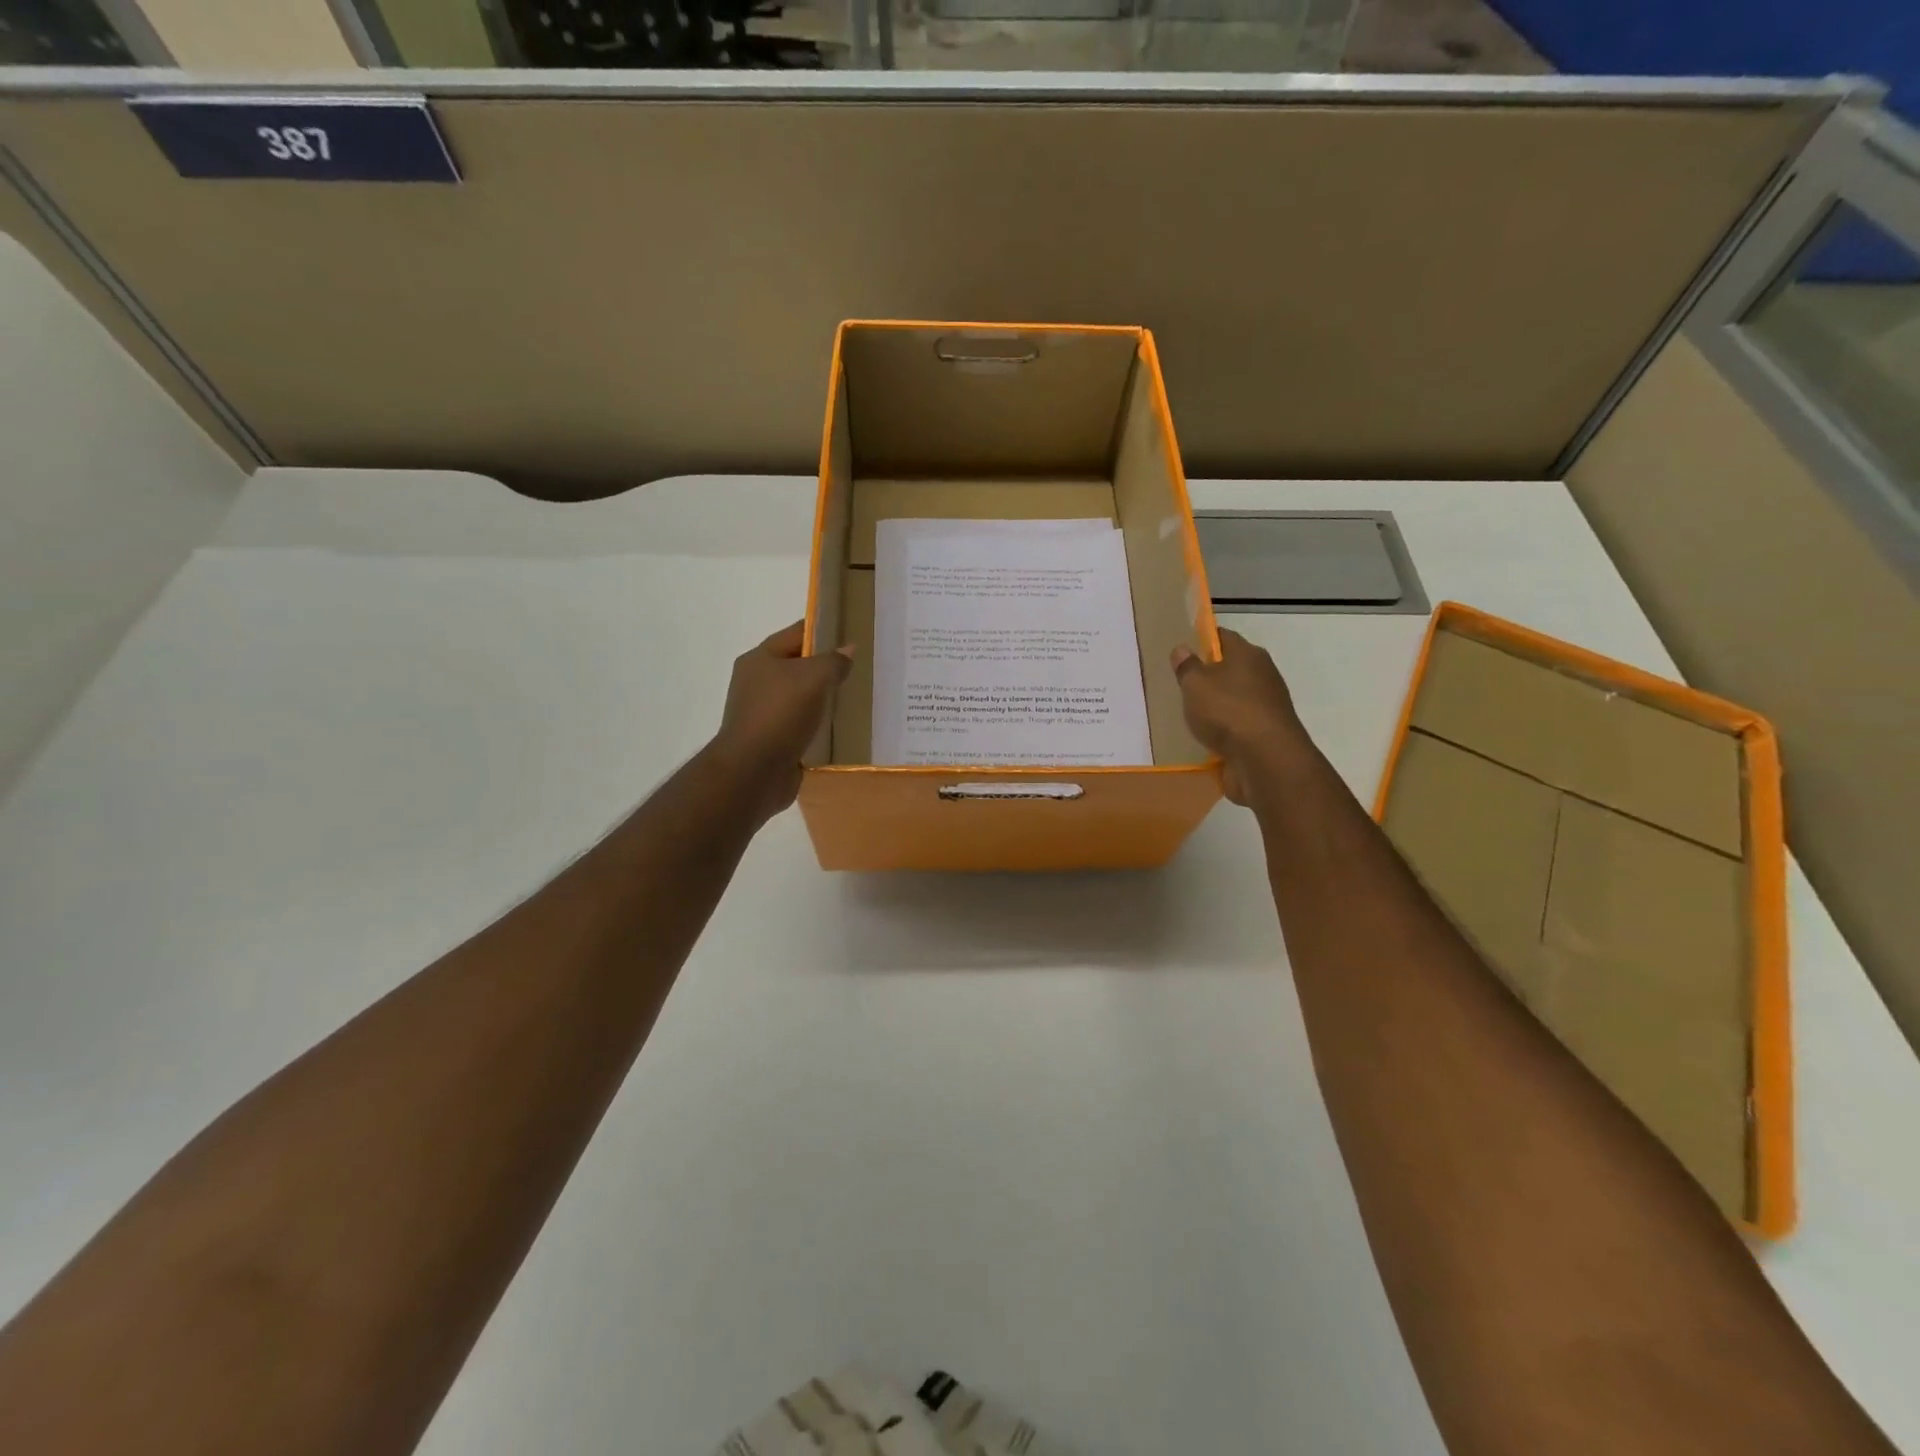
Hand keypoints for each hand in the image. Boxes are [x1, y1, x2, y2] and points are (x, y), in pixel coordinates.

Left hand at [710, 621, 853, 822]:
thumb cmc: (779, 715)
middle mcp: (758, 683)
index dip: (824, 629)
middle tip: (862, 667)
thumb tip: (848, 650)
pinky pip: (803, 726)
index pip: (796, 634)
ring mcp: (765, 714)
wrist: (753, 772)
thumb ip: (833, 661)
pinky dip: (821, 726)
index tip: (853, 631)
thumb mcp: (813, 678)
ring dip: (826, 700)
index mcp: (760, 659)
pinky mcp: (775, 741)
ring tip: (859, 697)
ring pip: (803, 698)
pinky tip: (844, 729)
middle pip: (799, 666)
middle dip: (828, 667)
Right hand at [1171, 628, 1309, 804]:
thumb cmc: (1228, 711)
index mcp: (1248, 655)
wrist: (1265, 759)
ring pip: (1235, 698)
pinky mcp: (1265, 733)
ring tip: (1189, 714)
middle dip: (1209, 675)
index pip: (1223, 637)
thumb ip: (1187, 667)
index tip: (1183, 650)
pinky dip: (1225, 729)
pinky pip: (1239, 725)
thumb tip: (1182, 649)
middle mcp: (1263, 675)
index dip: (1203, 640)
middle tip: (1181, 685)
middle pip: (1232, 668)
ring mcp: (1267, 706)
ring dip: (1217, 706)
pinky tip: (1206, 737)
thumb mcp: (1196, 684)